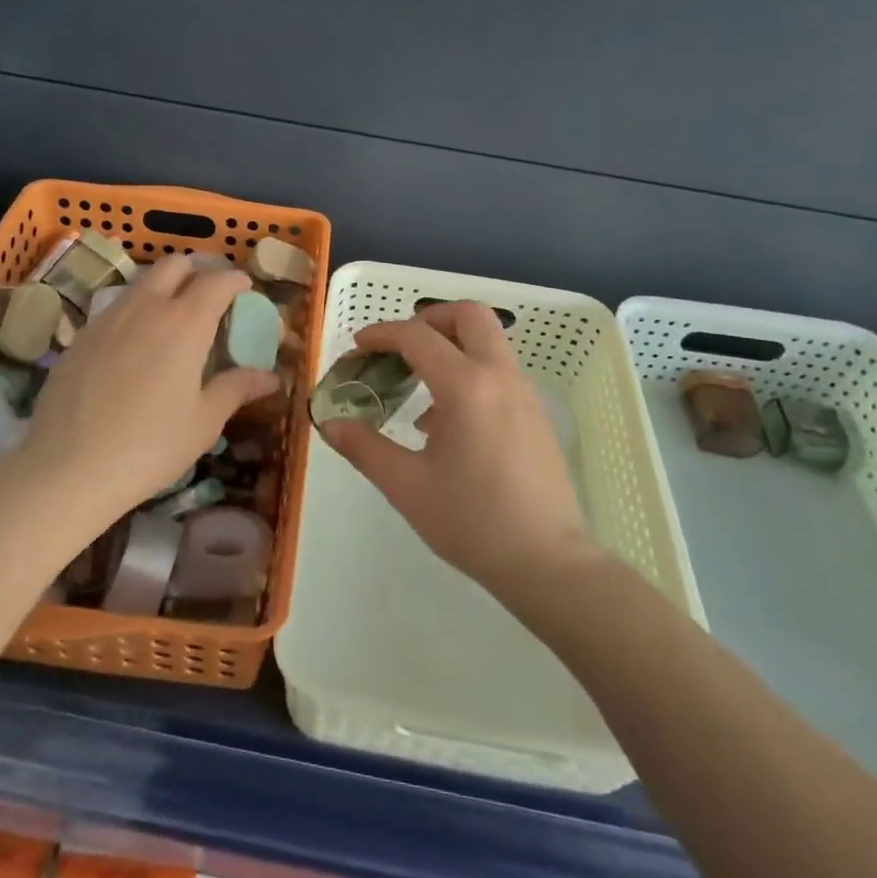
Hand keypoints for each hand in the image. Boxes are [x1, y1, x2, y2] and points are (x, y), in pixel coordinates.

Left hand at [18, 256, 277, 522]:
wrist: (67, 468)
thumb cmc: (149, 446)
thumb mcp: (204, 422)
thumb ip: (236, 389)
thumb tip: (270, 377)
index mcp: (185, 323)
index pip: (217, 281)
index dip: (235, 279)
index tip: (245, 288)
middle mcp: (146, 307)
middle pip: (174, 264)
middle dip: (196, 271)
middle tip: (209, 299)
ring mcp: (108, 318)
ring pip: (142, 282)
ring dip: (164, 288)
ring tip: (173, 322)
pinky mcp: (80, 336)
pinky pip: (116, 308)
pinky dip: (135, 312)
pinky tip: (135, 348)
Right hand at [316, 301, 591, 599]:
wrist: (547, 563)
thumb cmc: (472, 522)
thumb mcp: (407, 486)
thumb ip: (364, 448)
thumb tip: (329, 423)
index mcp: (466, 387)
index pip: (418, 336)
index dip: (383, 334)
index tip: (358, 347)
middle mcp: (499, 376)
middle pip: (468, 315)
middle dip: (429, 319)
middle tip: (401, 348)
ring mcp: (524, 392)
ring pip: (488, 340)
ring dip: (450, 345)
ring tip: (417, 387)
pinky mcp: (535, 413)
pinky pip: (498, 369)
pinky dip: (469, 370)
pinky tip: (446, 421)